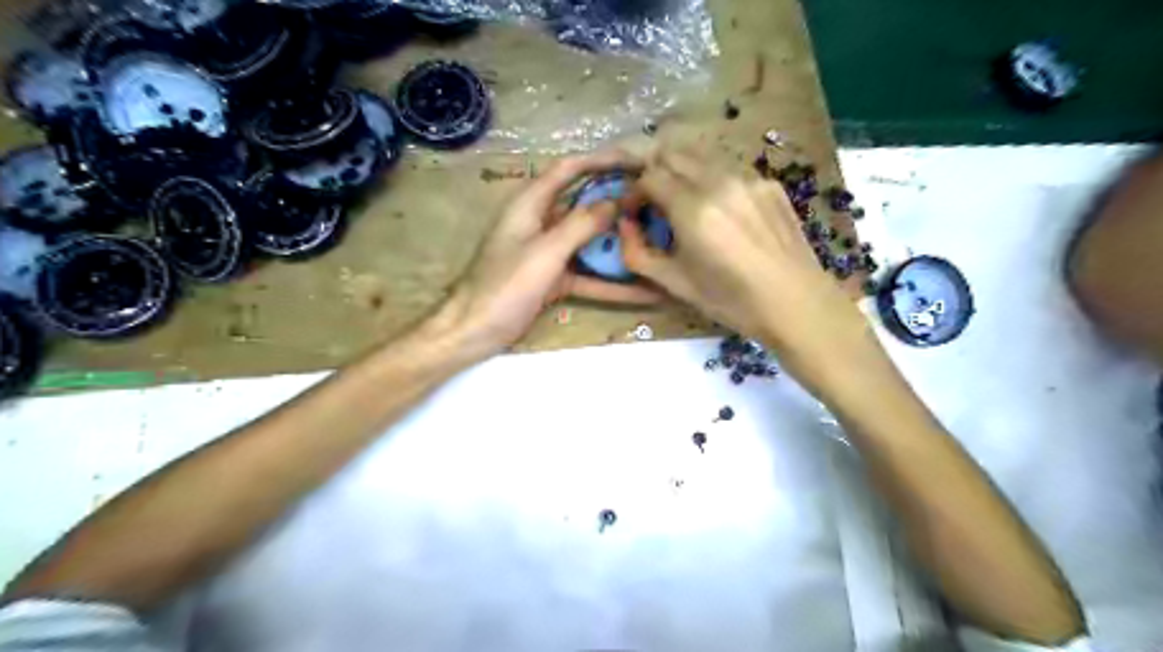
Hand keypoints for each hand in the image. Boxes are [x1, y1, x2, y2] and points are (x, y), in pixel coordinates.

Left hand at [441, 148, 662, 353]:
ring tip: (657, 238)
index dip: (603, 160)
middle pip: (585, 202)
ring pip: (590, 240)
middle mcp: (541, 221)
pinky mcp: (555, 278)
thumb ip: (581, 225)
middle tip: (655, 201)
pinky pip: (589, 274)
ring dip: (620, 241)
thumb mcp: (545, 252)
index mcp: (531, 203)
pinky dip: (613, 282)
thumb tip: (616, 202)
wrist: (475, 330)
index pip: (570, 168)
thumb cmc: (504, 285)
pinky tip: (645, 291)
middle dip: (618, 201)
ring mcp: (549, 252)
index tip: (639, 162)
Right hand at [623, 145, 876, 390]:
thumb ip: (637, 253)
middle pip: (672, 152)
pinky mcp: (769, 183)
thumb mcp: (675, 284)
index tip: (634, 214)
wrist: (796, 303)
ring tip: (682, 203)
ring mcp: (749, 178)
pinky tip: (718, 209)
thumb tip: (624, 225)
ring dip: (681, 170)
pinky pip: (728, 167)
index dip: (633, 193)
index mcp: (693, 209)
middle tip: (653, 202)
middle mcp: (720, 182)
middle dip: (653, 173)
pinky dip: (710, 178)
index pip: (649, 176)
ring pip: (701, 154)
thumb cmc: (731, 301)